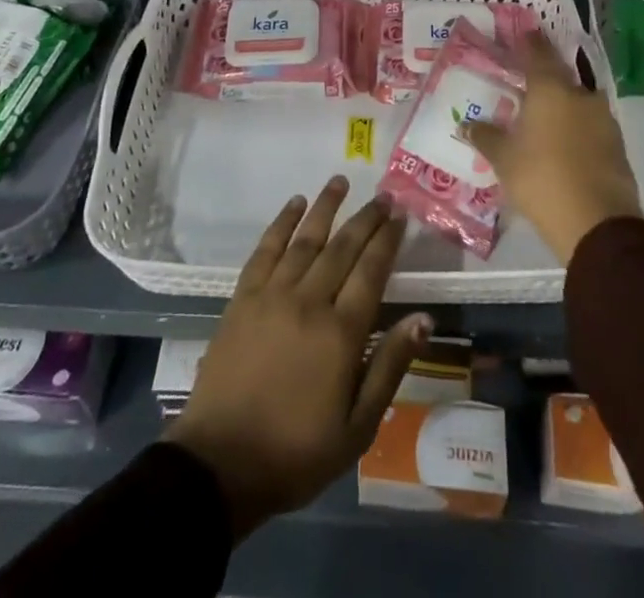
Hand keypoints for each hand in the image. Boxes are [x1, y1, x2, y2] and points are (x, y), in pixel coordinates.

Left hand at [164, 177, 429, 540]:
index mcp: (341, 334)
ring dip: (325, 207)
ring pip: (305, 239)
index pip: (371, 272)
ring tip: (340, 182)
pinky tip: (294, 204)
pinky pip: (266, 249)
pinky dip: (281, 223)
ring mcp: (272, 295)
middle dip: (365, 218)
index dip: (387, 241)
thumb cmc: (296, 452)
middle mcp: (309, 302)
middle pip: (342, 248)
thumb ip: (390, 367)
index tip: (400, 216)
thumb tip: (423, 319)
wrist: (220, 463)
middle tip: (383, 195)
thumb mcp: (357, 427)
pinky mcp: (243, 297)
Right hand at [464, 31, 643, 262]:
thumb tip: (466, 123)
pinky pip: (590, 123)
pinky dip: (575, 124)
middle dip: (543, 74)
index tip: (521, 34)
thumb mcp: (504, 159)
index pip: (537, 52)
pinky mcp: (616, 143)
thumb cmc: (542, 179)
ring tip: (542, 112)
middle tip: (525, 78)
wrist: (599, 223)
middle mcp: (580, 94)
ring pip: (577, 99)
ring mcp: (603, 119)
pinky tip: (562, 138)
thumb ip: (485, 137)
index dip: (528, 42)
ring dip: (561, 101)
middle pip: (560, 74)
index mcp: (550, 89)